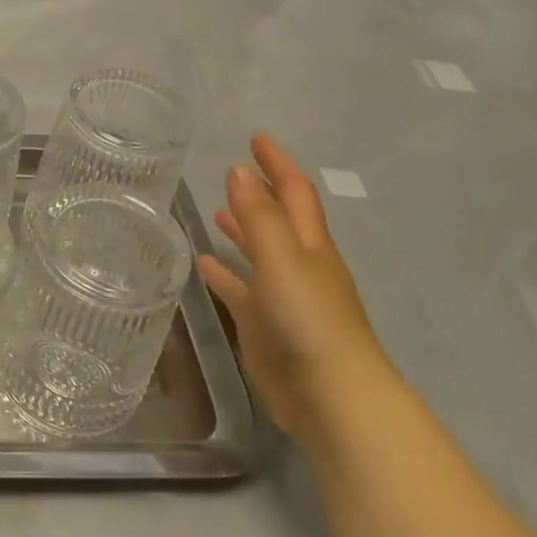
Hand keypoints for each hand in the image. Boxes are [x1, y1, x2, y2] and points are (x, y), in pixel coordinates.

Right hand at [197, 134, 398, 446]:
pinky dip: (225, 275)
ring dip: (242, 231)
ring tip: (216, 212)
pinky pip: (241, 291)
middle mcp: (299, 266)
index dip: (277, 164)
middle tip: (235, 170)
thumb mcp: (283, 259)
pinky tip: (204, 266)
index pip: (294, 193)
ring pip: (259, 255)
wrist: (331, 398)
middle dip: (260, 193)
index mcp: (310, 246)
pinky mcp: (266, 327)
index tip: (256, 138)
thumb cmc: (310, 320)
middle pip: (279, 220)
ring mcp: (283, 298)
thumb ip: (259, 216)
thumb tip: (239, 170)